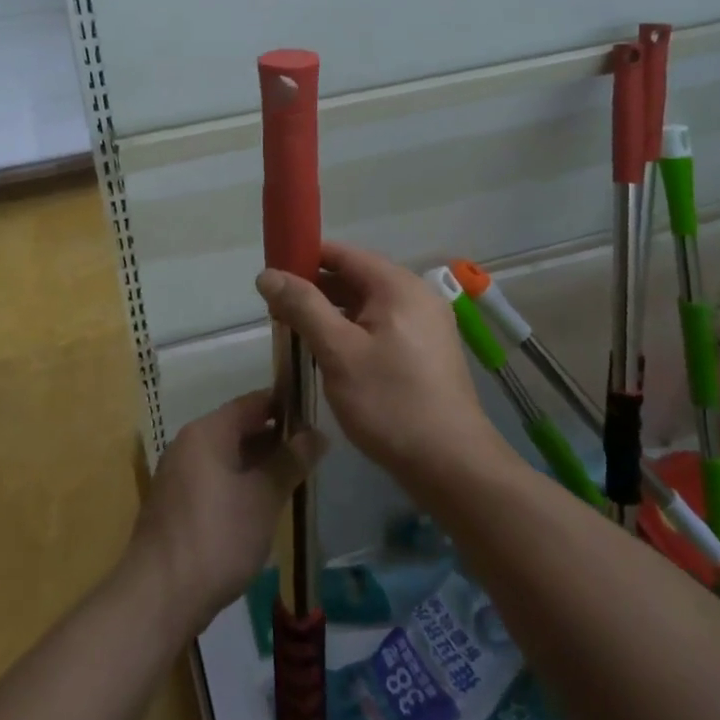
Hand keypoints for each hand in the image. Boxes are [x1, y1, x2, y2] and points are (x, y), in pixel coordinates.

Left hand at [128, 391, 322, 634]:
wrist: (159, 597)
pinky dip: (239, 484)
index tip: (316, 415)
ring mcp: (178, 475)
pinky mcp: (175, 505)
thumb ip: (290, 462)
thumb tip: (317, 434)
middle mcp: (188, 444)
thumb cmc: (218, 537)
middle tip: (312, 452)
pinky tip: (261, 506)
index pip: (253, 403)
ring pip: (227, 456)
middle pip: (238, 428)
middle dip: (274, 438)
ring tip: (294, 479)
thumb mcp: (263, 497)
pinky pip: (214, 479)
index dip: (285, 406)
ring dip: (258, 464)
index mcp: (207, 432)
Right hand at [256, 242, 509, 485]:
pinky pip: (382, 326)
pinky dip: (354, 331)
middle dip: (315, 290)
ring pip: (368, 305)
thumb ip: (303, 307)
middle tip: (277, 312)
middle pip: (356, 278)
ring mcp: (426, 323)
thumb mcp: (338, 351)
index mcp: (398, 286)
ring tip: (298, 334)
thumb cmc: (390, 402)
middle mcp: (416, 295)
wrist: (452, 465)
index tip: (272, 278)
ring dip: (332, 314)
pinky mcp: (427, 351)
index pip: (342, 254)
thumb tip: (268, 274)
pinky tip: (332, 355)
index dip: (304, 259)